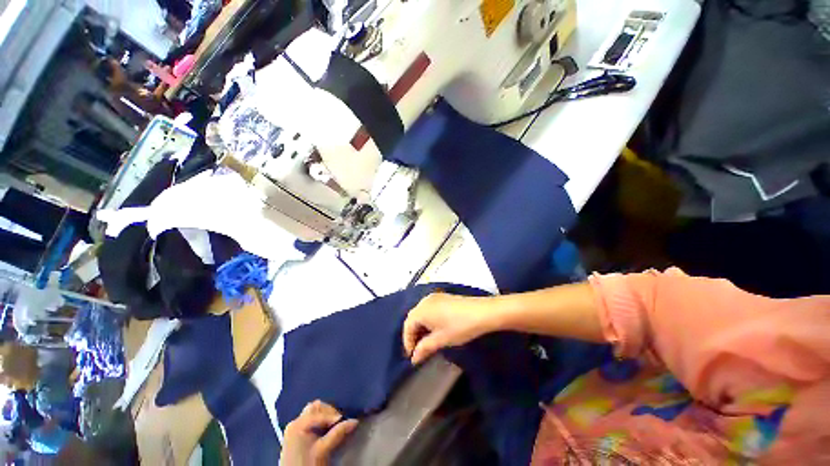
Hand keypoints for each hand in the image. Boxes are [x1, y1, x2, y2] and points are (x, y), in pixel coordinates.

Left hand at [280, 401, 358, 465]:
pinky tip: (325, 430)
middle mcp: (295, 422)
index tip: (344, 419)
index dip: (332, 415)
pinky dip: (319, 421)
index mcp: (299, 424)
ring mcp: (294, 428)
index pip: (319, 412)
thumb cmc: (307, 464)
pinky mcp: (295, 435)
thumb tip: (354, 421)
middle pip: (315, 408)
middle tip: (339, 421)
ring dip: (324, 415)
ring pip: (313, 412)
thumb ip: (338, 433)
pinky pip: (309, 420)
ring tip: (333, 425)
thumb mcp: (323, 449)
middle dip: (329, 412)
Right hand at [403, 293, 493, 364]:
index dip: (407, 342)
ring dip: (420, 326)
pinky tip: (435, 328)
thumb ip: (424, 348)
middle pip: (413, 317)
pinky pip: (429, 308)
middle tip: (418, 349)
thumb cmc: (459, 327)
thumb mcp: (441, 340)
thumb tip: (414, 358)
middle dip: (413, 334)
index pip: (407, 326)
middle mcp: (425, 300)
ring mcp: (434, 297)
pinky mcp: (442, 297)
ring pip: (421, 312)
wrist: (481, 312)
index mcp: (421, 310)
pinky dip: (427, 319)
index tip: (412, 356)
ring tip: (426, 341)